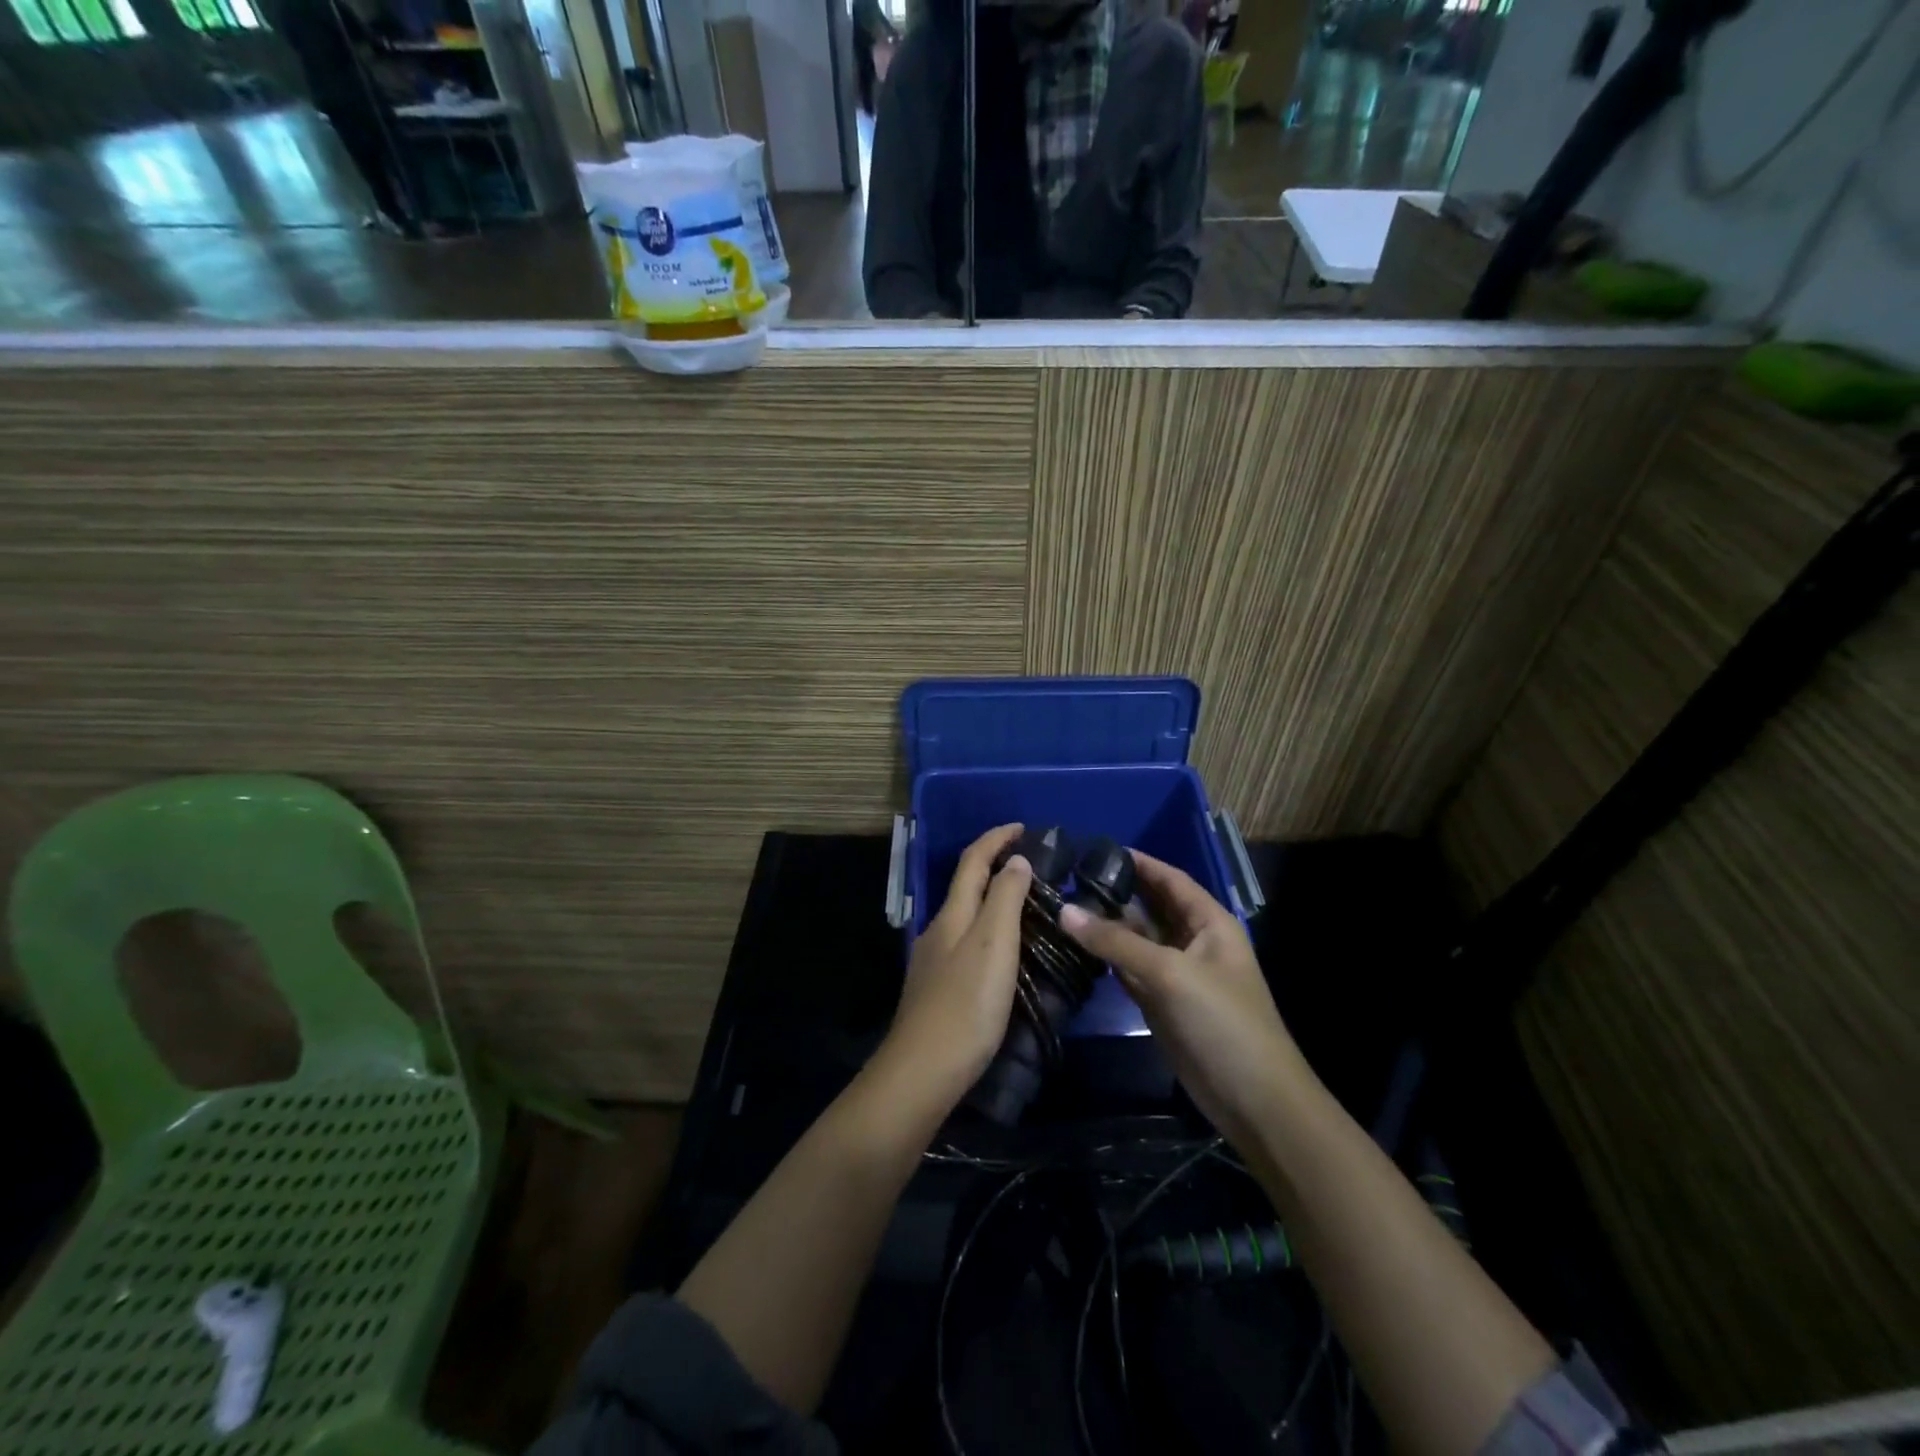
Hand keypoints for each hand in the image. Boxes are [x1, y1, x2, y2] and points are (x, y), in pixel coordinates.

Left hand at [879, 824, 1032, 1110]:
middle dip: (996, 865)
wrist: (924, 1070)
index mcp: (953, 914)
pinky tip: (1007, 952)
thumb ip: (1004, 898)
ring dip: (995, 900)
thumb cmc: (965, 1003)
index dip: (996, 838)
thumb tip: (1014, 861)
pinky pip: (969, 943)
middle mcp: (939, 929)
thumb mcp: (993, 944)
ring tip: (1030, 906)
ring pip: (967, 915)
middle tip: (1035, 865)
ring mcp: (935, 960)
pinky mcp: (939, 988)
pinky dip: (990, 931)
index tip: (1023, 827)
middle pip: (967, 885)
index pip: (973, 861)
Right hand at [1060, 851, 1304, 1150]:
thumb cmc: (1222, 1022)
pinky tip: (1075, 947)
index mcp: (1209, 923)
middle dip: (1114, 893)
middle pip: (1149, 907)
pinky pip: (1129, 969)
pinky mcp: (1161, 1003)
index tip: (1095, 849)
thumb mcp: (1170, 973)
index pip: (1170, 879)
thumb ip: (1115, 941)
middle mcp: (1192, 941)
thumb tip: (1064, 910)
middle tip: (1066, 878)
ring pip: (1135, 940)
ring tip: (1061, 906)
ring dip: (1105, 927)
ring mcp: (1176, 974)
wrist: (1253, 1100)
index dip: (1138, 862)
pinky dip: (1105, 959)